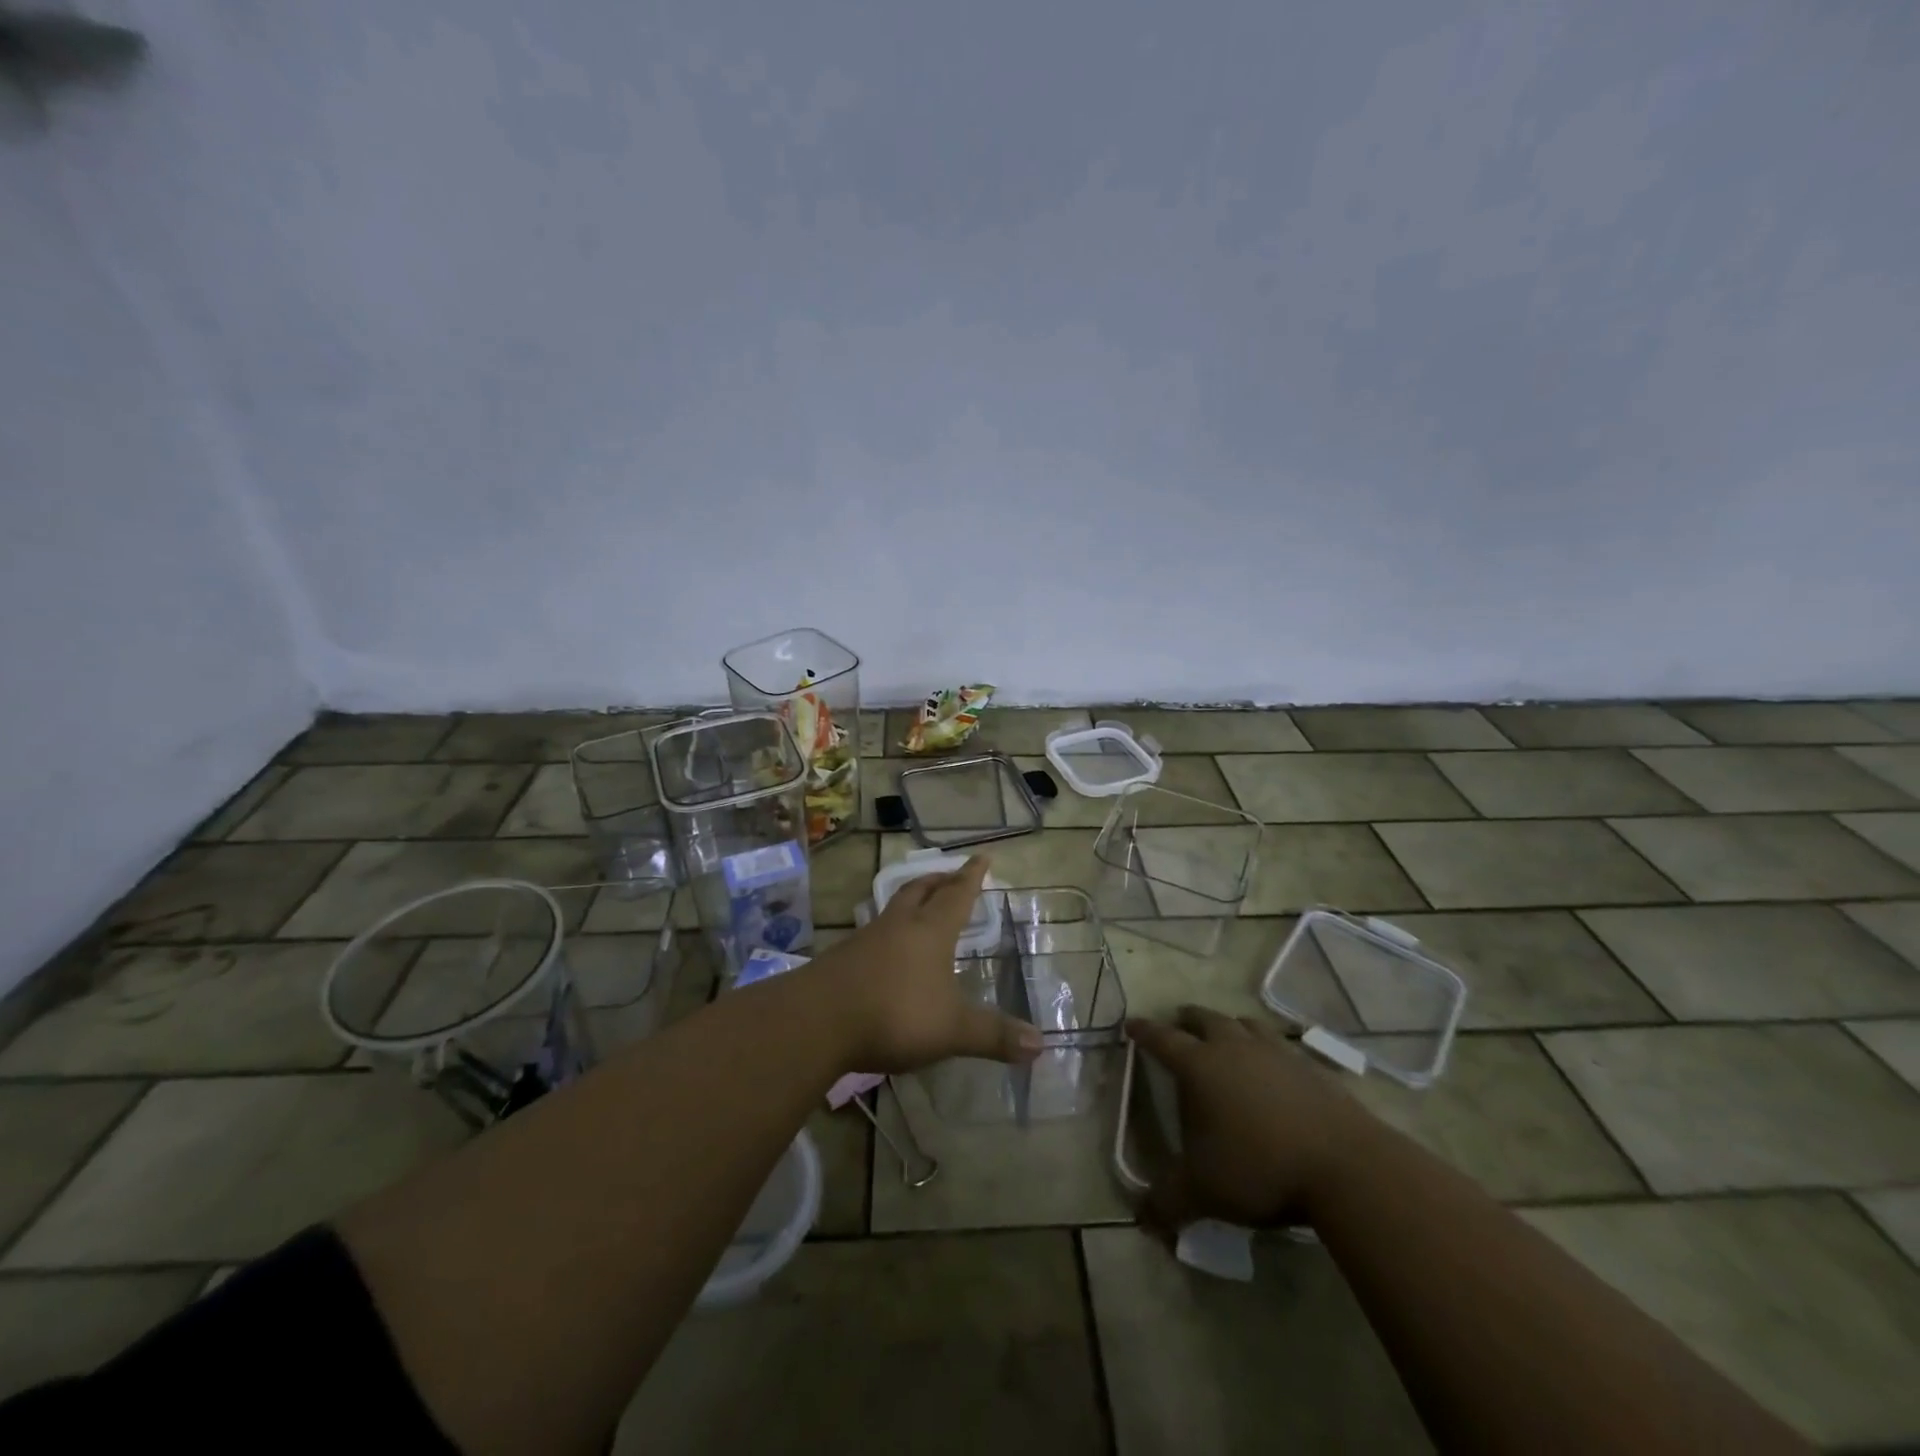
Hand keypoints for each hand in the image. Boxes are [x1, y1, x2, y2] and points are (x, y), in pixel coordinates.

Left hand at [814, 856, 1043, 1074]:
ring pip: (894, 908)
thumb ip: (993, 1036)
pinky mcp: (843, 958)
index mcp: (930, 931)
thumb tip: (1041, 1045)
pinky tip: (888, 950)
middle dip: (938, 881)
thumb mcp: (952, 1030)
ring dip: (911, 901)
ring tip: (920, 907)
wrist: (818, 1020)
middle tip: (950, 877)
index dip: (972, 876)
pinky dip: (889, 931)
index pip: (957, 895)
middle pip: (920, 890)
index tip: (982, 856)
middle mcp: (899, 925)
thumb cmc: (895, 1013)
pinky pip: (874, 933)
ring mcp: (867, 938)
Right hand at [1127, 1006, 1371, 1232]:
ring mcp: (1276, 1053)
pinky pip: (1281, 1045)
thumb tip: (1141, 1220)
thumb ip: (1168, 1202)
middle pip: (1204, 1019)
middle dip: (1187, 1020)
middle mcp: (1234, 1048)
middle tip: (1179, 1025)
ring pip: (1244, 1024)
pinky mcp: (1311, 1067)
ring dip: (1229, 1026)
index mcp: (1199, 1066)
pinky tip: (1273, 1067)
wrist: (1346, 1167)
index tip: (1132, 1025)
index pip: (1162, 1039)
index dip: (1144, 1031)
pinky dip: (1268, 1048)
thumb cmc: (1260, 1169)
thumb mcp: (1204, 1192)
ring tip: (1226, 1037)